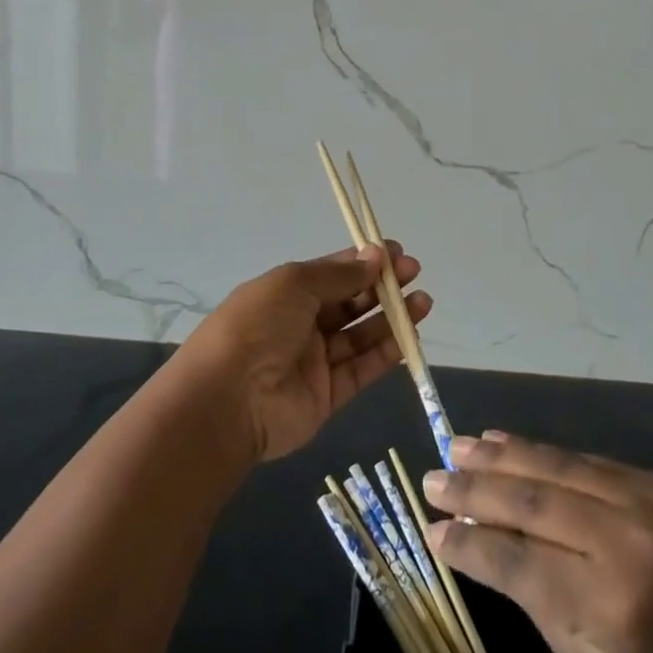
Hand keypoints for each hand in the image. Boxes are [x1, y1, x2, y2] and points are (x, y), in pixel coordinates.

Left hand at [179, 244, 430, 462]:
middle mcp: (301, 324)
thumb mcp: (295, 284)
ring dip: (392, 317)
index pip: (332, 272)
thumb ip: (340, 274)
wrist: (228, 400)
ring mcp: (315, 361)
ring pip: (361, 335)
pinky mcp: (328, 395)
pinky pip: (362, 369)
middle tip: (414, 273)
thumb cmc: (257, 326)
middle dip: (382, 286)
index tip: (396, 252)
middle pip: (350, 302)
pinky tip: (411, 334)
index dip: (364, 261)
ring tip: (423, 302)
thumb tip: (376, 257)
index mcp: (287, 293)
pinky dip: (387, 352)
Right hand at [422, 432, 652, 652]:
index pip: (515, 558)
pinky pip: (584, 459)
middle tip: (430, 478)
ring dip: (500, 455)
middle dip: (473, 488)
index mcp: (606, 603)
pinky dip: (541, 451)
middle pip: (529, 500)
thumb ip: (534, 595)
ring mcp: (642, 499)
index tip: (430, 528)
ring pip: (553, 466)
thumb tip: (477, 545)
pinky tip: (509, 442)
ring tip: (456, 446)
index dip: (467, 542)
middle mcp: (621, 539)